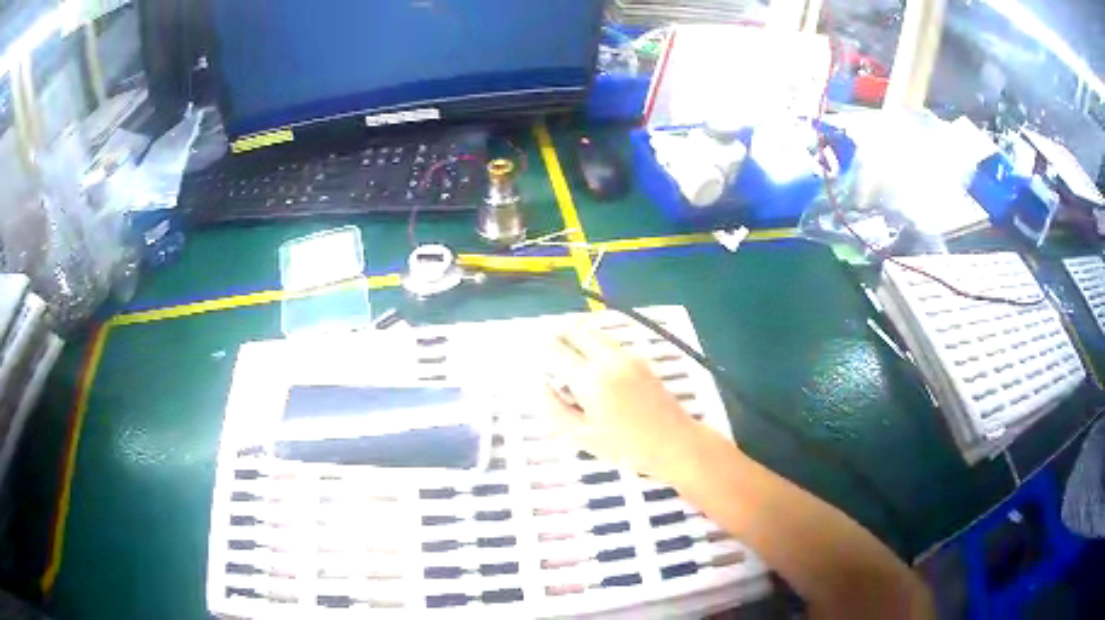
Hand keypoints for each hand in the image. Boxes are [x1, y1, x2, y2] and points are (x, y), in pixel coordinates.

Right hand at [538, 321, 702, 479]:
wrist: (674, 442)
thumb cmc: (625, 447)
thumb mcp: (581, 436)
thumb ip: (553, 408)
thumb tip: (538, 385)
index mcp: (590, 379)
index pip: (554, 350)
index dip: (537, 348)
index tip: (526, 352)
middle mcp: (607, 359)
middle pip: (575, 329)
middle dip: (555, 333)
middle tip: (544, 347)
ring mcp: (626, 355)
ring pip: (592, 331)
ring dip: (574, 335)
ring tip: (563, 351)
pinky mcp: (639, 359)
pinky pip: (607, 341)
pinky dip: (591, 342)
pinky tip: (589, 362)